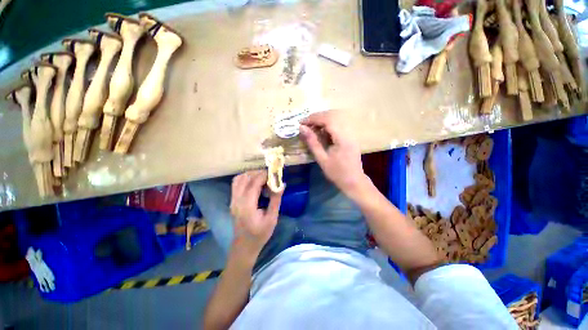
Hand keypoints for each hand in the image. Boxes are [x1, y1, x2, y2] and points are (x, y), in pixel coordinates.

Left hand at [230, 170, 282, 257]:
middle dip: (258, 173)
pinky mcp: (232, 201)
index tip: (274, 173)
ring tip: (262, 178)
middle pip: (245, 178)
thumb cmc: (260, 234)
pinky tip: (254, 183)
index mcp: (247, 206)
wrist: (244, 245)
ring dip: (251, 175)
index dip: (264, 175)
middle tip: (270, 176)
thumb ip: (276, 200)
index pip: (254, 183)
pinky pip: (236, 184)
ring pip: (239, 179)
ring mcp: (232, 200)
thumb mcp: (272, 218)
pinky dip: (245, 179)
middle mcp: (237, 200)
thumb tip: (282, 184)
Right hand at [299, 111, 369, 196]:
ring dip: (322, 120)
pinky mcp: (351, 136)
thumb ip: (312, 142)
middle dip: (317, 117)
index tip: (301, 122)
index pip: (328, 120)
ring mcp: (351, 133)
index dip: (313, 118)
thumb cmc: (337, 173)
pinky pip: (339, 124)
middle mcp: (349, 132)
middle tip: (305, 124)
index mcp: (343, 138)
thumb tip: (302, 129)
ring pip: (336, 118)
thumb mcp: (322, 159)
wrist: (353, 181)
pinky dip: (328, 125)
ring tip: (312, 127)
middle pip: (333, 115)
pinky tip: (321, 132)